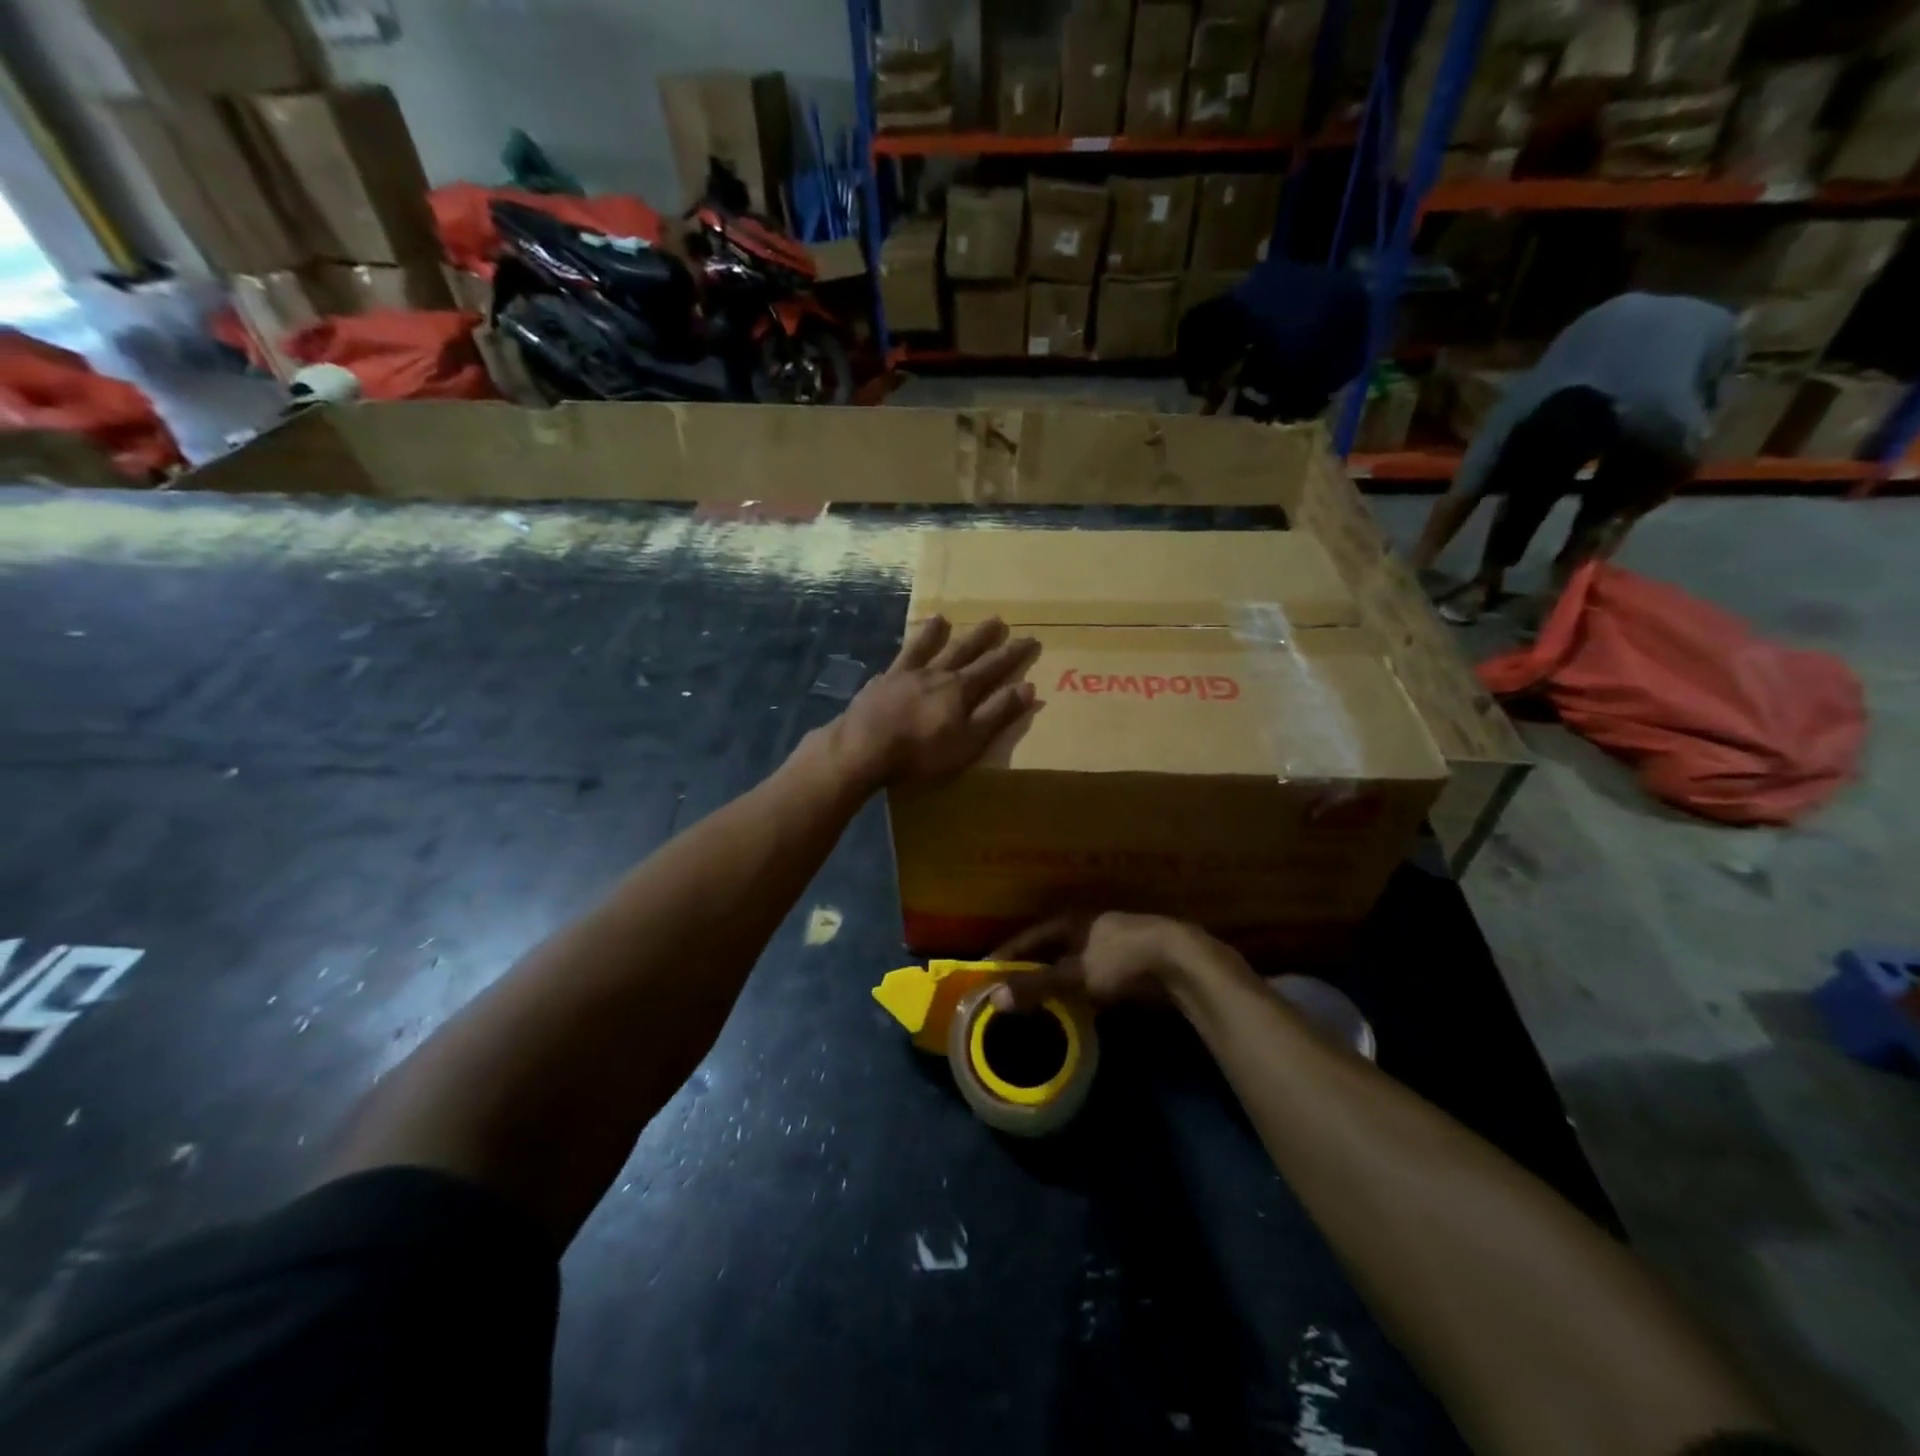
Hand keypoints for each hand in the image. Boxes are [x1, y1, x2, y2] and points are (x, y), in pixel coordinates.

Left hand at [830, 616, 1039, 788]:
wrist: (864, 748)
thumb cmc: (922, 752)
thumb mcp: (970, 740)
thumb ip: (997, 713)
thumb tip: (1028, 687)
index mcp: (960, 689)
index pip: (993, 666)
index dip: (1012, 653)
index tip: (1029, 638)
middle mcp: (935, 674)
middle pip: (963, 650)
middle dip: (982, 636)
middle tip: (996, 619)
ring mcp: (904, 675)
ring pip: (926, 648)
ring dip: (937, 633)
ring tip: (943, 618)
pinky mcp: (880, 684)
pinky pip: (897, 661)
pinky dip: (904, 652)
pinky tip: (903, 651)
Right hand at [986, 912, 1200, 1009]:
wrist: (1179, 962)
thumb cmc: (1120, 960)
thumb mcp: (1074, 975)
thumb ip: (1035, 986)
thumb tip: (994, 998)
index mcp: (1069, 921)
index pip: (1027, 937)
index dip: (1006, 954)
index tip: (984, 971)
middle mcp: (1086, 926)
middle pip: (1049, 949)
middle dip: (1029, 968)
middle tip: (1006, 990)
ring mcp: (1109, 943)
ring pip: (1071, 963)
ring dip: (1054, 981)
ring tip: (1034, 1003)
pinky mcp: (1128, 964)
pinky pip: (1091, 977)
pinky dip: (1077, 991)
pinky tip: (1072, 1007)